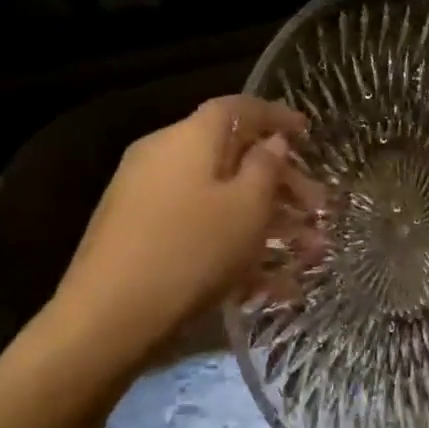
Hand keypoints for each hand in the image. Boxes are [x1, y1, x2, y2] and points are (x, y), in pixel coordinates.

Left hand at [46, 96, 322, 358]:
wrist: (109, 318)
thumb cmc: (192, 250)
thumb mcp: (247, 207)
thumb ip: (266, 167)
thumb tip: (271, 140)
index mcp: (189, 139)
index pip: (238, 109)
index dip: (276, 116)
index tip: (308, 133)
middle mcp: (164, 158)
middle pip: (233, 157)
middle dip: (282, 183)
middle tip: (319, 209)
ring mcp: (148, 198)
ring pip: (221, 199)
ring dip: (268, 222)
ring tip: (309, 254)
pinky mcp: (142, 236)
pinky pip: (201, 228)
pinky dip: (236, 246)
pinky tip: (272, 285)